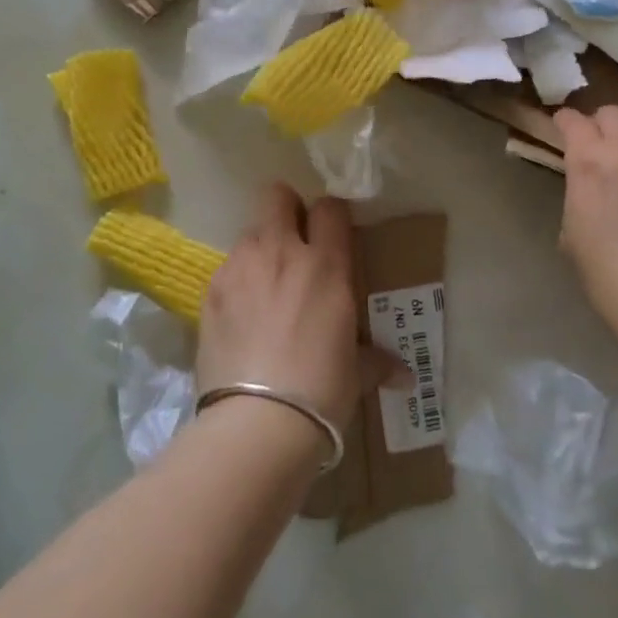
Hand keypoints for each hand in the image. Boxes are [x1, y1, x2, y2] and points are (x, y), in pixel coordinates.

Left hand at [198, 184, 378, 435]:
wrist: (257, 422)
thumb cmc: (321, 390)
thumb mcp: (356, 373)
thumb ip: (377, 361)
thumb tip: (406, 376)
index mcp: (325, 264)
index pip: (330, 207)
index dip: (331, 216)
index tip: (332, 235)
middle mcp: (281, 251)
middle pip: (277, 195)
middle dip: (286, 209)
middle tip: (293, 242)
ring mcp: (240, 267)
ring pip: (249, 232)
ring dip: (260, 249)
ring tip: (265, 287)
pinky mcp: (211, 290)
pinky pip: (227, 269)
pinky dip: (237, 282)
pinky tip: (241, 316)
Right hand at [554, 106, 617, 333]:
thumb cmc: (609, 276)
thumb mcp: (572, 230)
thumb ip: (580, 191)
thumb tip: (590, 182)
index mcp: (589, 162)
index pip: (572, 121)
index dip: (567, 122)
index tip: (567, 128)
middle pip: (613, 114)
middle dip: (605, 128)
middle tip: (609, 149)